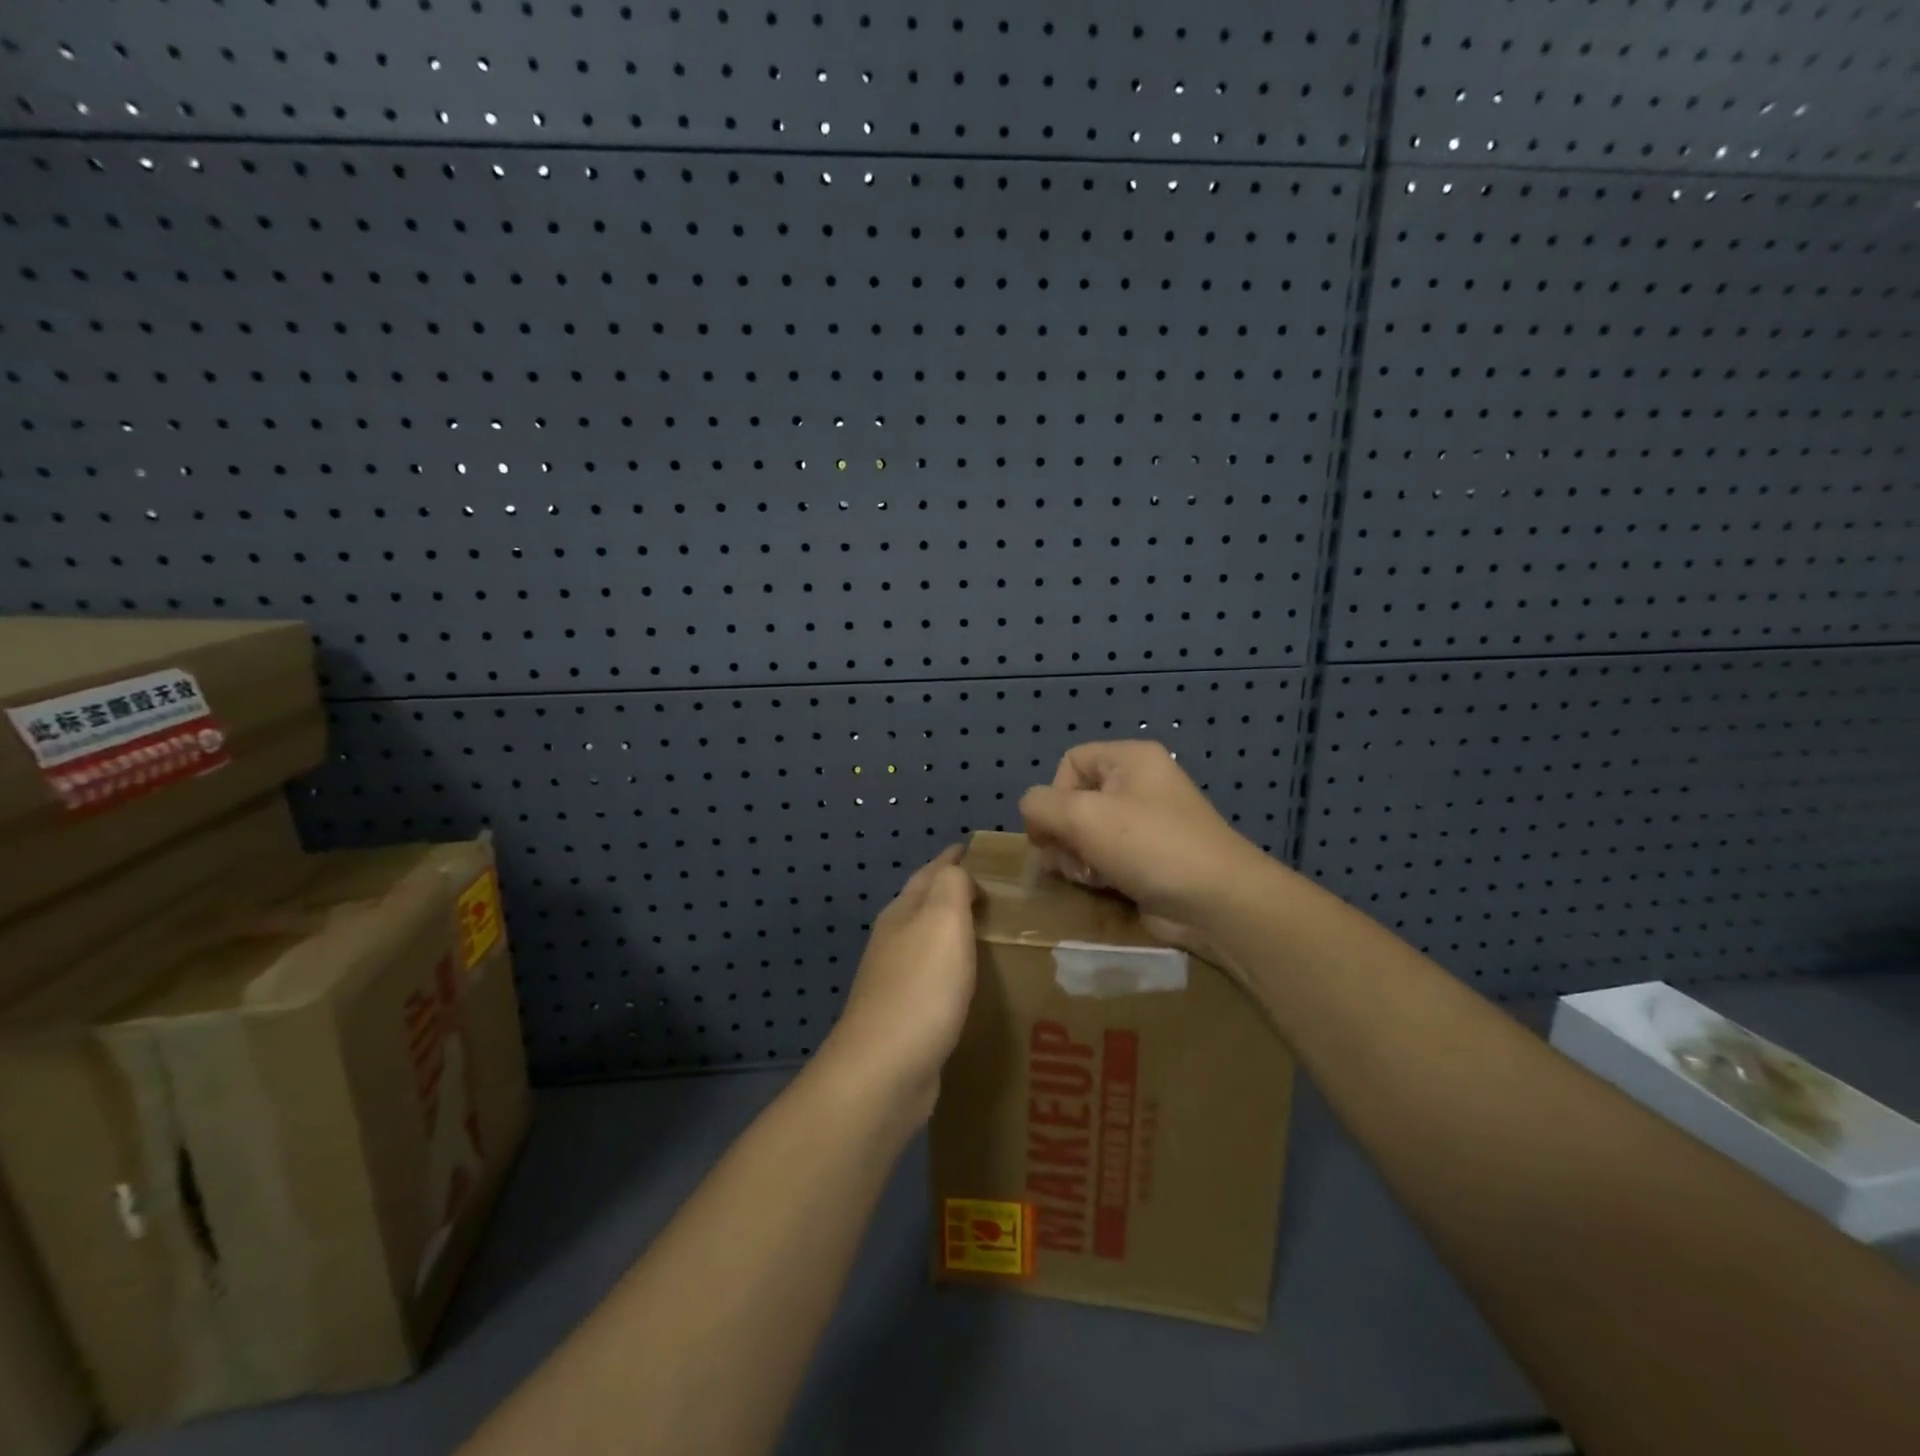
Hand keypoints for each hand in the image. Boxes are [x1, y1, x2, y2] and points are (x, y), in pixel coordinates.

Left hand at [820, 846, 977, 1123]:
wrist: (884, 1072)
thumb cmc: (921, 988)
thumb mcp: (941, 921)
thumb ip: (952, 886)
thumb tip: (958, 871)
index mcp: (903, 913)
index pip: (931, 872)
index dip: (954, 859)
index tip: (981, 851)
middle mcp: (894, 941)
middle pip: (926, 905)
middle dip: (956, 893)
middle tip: (1001, 894)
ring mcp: (896, 981)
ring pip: (930, 943)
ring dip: (956, 934)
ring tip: (995, 935)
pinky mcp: (906, 1018)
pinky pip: (936, 981)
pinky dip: (956, 972)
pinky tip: (975, 985)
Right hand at [1019, 741, 1271, 955]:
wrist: (1216, 901)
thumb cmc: (1149, 845)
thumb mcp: (1082, 815)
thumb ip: (1040, 805)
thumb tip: (1033, 815)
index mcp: (1130, 758)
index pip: (1070, 762)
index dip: (1054, 794)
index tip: (1053, 828)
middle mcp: (1139, 784)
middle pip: (1075, 800)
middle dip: (1063, 833)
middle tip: (1069, 859)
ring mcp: (1147, 823)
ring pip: (1086, 833)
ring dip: (1076, 856)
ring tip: (1087, 876)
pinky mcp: (1149, 858)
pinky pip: (1106, 857)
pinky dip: (1096, 872)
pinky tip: (1102, 887)